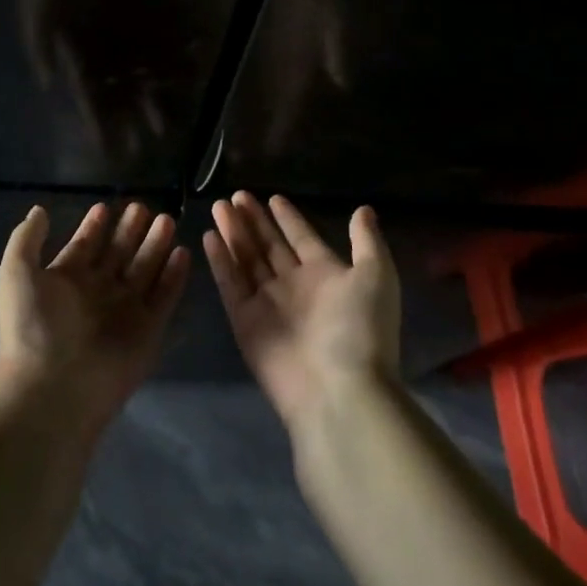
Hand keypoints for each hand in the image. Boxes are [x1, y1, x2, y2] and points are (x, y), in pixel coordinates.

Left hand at [0, 202, 190, 439]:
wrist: (53, 387)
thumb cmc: (31, 326)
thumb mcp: (16, 272)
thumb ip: (26, 238)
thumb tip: (39, 210)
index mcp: (65, 281)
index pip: (84, 246)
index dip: (94, 227)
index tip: (105, 206)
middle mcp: (96, 293)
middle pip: (118, 254)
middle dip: (129, 231)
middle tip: (143, 207)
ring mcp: (124, 311)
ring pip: (144, 269)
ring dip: (155, 245)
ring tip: (166, 219)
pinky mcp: (148, 330)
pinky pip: (164, 296)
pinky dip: (174, 276)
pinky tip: (182, 252)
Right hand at [204, 192, 400, 430]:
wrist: (339, 390)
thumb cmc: (360, 328)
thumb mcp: (376, 277)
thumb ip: (366, 242)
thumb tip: (363, 210)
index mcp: (325, 274)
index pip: (302, 238)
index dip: (288, 218)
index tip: (273, 197)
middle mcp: (295, 286)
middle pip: (269, 246)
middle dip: (254, 220)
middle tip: (236, 194)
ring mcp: (268, 303)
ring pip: (247, 259)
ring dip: (234, 232)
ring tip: (219, 205)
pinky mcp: (245, 321)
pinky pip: (230, 284)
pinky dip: (220, 260)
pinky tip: (210, 236)